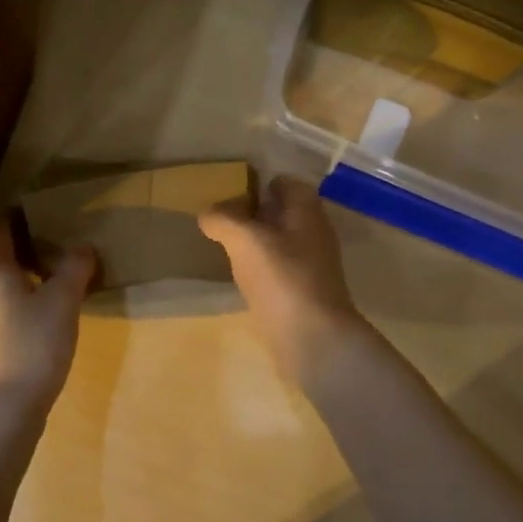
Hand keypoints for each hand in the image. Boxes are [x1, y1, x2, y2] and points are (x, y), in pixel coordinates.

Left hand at [0, 216, 96, 420]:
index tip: (30, 212)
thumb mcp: (64, 301)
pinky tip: (23, 309)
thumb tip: (83, 246)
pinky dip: (1, 298)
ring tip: (31, 275)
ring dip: (0, 274)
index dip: (12, 220)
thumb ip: (74, 269)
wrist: (4, 405)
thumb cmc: (34, 344)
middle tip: (30, 243)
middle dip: (1, 247)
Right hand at [199, 175, 366, 381]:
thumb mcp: (245, 240)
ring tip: (225, 246)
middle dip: (256, 213)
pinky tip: (240, 278)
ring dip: (257, 242)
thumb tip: (208, 213)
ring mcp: (311, 266)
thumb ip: (224, 220)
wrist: (313, 339)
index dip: (262, 182)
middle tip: (222, 218)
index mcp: (307, 213)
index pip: (288, 183)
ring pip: (281, 243)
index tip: (232, 189)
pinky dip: (261, 269)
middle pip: (284, 213)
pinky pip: (279, 270)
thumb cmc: (283, 279)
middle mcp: (314, 234)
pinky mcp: (303, 294)